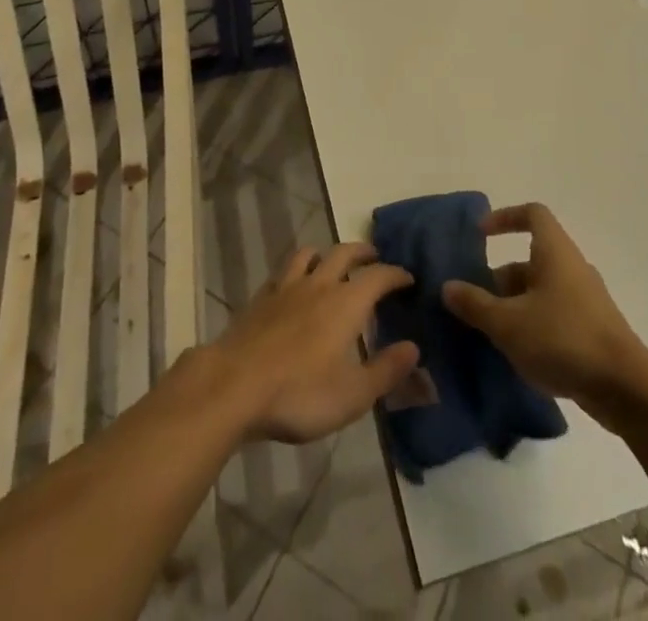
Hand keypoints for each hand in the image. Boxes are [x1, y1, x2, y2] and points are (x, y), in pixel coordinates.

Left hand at [209, 243, 421, 444]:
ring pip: (309, 254)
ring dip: (326, 253)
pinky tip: (293, 285)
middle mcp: (319, 285)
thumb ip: (386, 370)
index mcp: (346, 303)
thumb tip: (414, 348)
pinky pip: (283, 272)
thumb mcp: (352, 394)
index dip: (395, 274)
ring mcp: (286, 288)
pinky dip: (295, 271)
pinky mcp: (260, 298)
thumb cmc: (299, 393)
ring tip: (332, 262)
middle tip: (374, 257)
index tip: (408, 278)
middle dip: (363, 252)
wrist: (233, 385)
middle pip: (344, 253)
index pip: (378, 276)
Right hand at [441, 203, 647, 418]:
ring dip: (514, 306)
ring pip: (541, 291)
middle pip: (530, 259)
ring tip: (490, 334)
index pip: (532, 214)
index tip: (480, 236)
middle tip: (474, 303)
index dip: (505, 217)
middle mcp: (571, 268)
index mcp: (554, 252)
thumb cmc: (563, 340)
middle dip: (499, 279)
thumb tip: (448, 286)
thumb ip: (475, 304)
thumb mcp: (508, 323)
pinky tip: (518, 355)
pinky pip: (554, 315)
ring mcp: (585, 300)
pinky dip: (533, 326)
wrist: (626, 388)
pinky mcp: (592, 330)